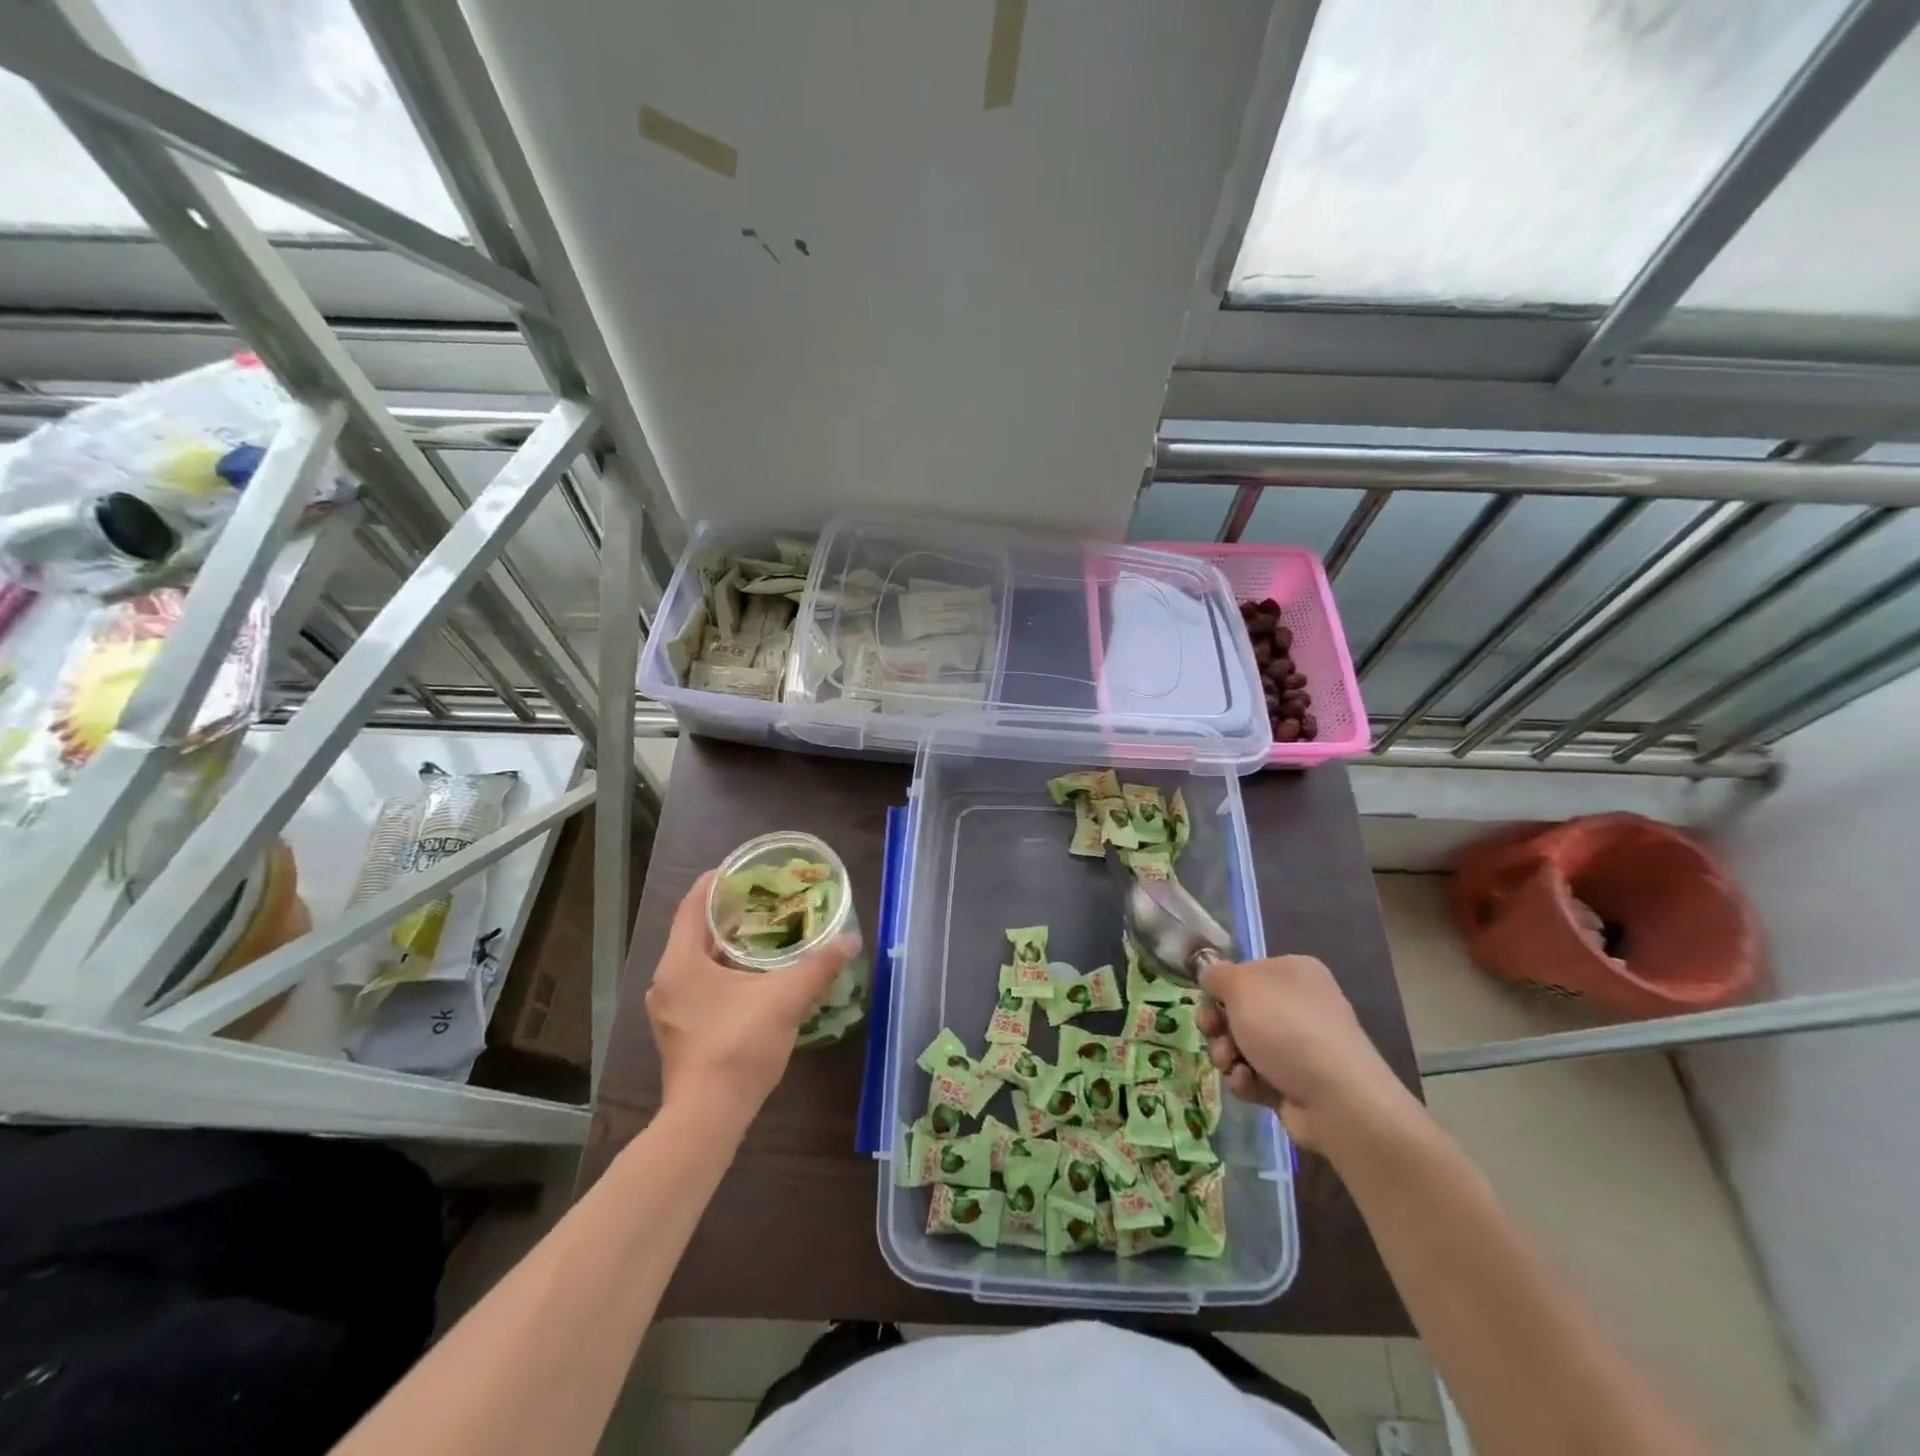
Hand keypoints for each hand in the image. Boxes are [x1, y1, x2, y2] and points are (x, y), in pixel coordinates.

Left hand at [646, 870, 860, 1130]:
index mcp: (681, 963)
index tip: (740, 871)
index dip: (714, 884)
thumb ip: (818, 966)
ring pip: (696, 963)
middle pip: (693, 933)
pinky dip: (723, 974)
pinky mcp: (679, 1032)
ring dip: (726, 947)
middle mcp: (666, 981)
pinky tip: (753, 979)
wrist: (708, 1118)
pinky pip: (699, 987)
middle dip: (726, 916)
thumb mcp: (785, 998)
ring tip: (762, 935)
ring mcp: (669, 1010)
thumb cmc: (739, 1045)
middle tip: (761, 901)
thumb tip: (851, 941)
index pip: (691, 906)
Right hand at [1197, 954, 1414, 1150]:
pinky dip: (1246, 1080)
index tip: (1206, 1001)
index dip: (1220, 988)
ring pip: (1242, 1045)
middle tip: (1212, 1033)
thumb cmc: (1287, 1028)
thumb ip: (1216, 975)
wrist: (1338, 1101)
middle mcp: (1298, 1005)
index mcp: (1293, 973)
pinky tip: (1250, 1084)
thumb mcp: (1242, 987)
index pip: (1244, 973)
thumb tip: (1208, 971)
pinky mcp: (1295, 1083)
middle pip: (1238, 1011)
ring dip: (1227, 1054)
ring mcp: (1299, 1047)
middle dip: (1218, 1026)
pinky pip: (1256, 1075)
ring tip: (1232, 1064)